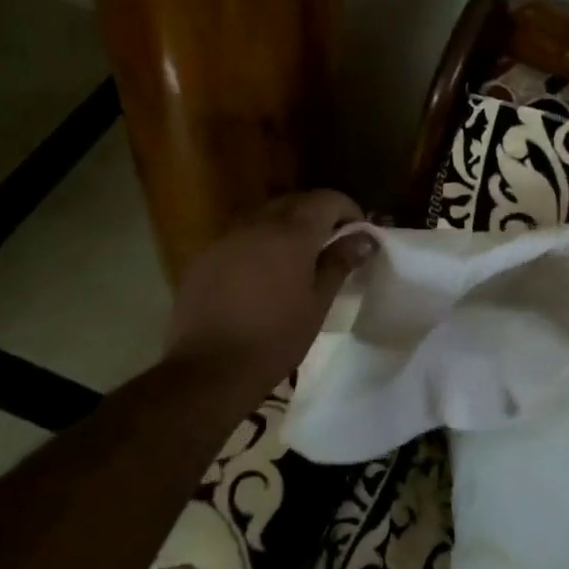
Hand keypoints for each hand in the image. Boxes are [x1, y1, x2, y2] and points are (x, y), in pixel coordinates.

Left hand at [164, 191, 375, 385]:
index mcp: (291, 233)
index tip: (358, 233)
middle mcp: (256, 224)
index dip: (347, 210)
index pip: (327, 199)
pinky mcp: (203, 257)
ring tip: (295, 260)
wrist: (210, 370)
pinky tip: (259, 277)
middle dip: (316, 215)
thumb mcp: (317, 303)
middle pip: (293, 202)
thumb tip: (364, 238)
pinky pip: (238, 238)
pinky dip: (257, 245)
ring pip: (263, 217)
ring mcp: (225, 239)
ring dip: (284, 228)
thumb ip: (339, 263)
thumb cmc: (276, 339)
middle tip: (330, 244)